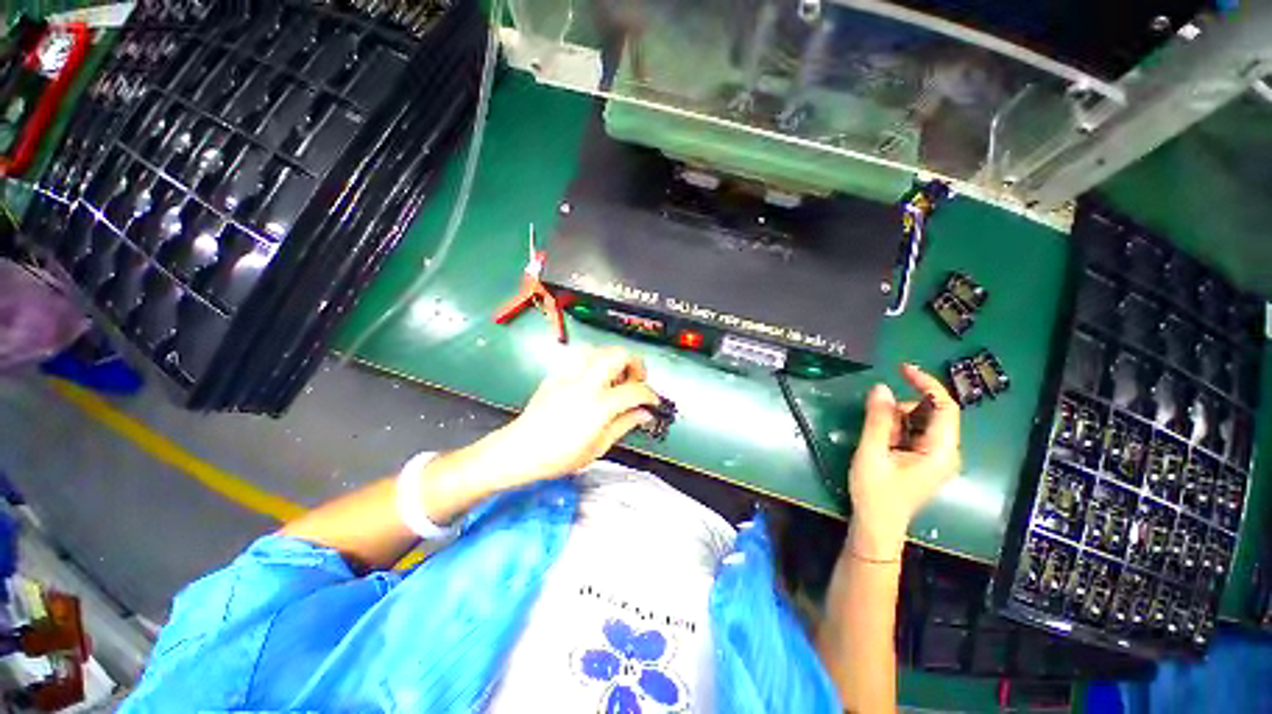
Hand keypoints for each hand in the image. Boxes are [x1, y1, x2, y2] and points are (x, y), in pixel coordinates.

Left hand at [478, 346, 660, 489]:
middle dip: (635, 365)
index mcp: (599, 405)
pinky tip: (595, 380)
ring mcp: (570, 375)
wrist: (519, 450)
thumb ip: (625, 424)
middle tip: (636, 382)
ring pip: (600, 350)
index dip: (650, 395)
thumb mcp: (598, 446)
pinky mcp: (557, 374)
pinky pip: (582, 357)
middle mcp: (586, 383)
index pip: (635, 389)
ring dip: (615, 360)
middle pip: (619, 355)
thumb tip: (644, 413)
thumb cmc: (559, 456)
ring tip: (616, 379)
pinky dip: (596, 362)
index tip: (652, 402)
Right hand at [847, 363, 960, 559]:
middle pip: (931, 413)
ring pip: (920, 422)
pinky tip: (881, 443)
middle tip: (875, 420)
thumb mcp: (871, 452)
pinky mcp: (925, 460)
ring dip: (896, 420)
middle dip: (902, 408)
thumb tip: (880, 387)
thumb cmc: (876, 492)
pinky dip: (896, 430)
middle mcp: (946, 452)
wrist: (877, 525)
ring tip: (876, 439)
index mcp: (940, 451)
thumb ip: (877, 419)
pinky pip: (914, 433)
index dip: (926, 383)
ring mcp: (936, 457)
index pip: (945, 407)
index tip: (901, 369)